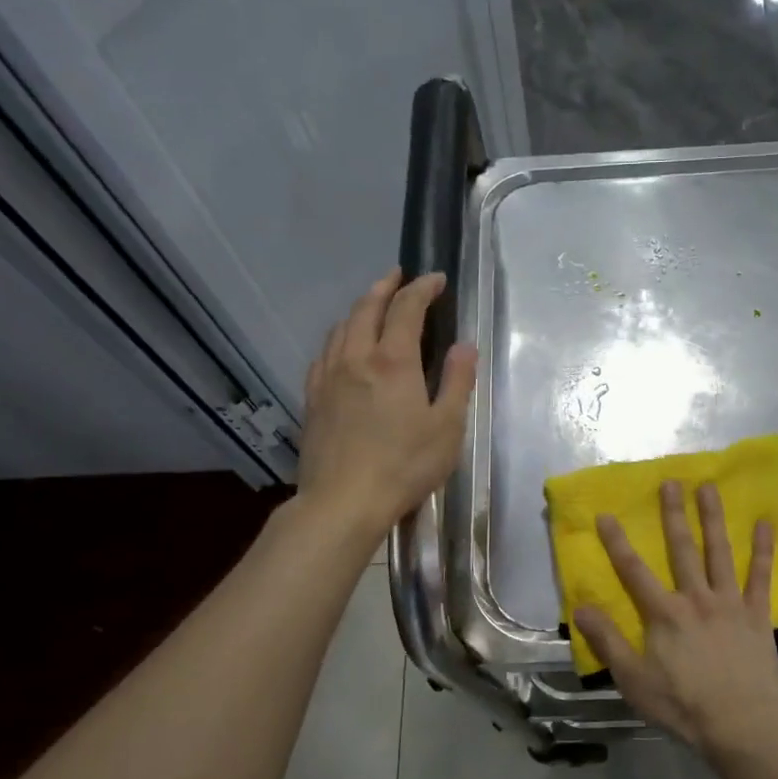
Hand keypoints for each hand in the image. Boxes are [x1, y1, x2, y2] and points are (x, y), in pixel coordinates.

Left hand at [296, 269, 477, 536]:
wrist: (342, 502)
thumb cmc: (404, 466)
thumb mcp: (446, 427)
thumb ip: (456, 382)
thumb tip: (464, 346)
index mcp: (393, 361)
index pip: (407, 308)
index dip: (422, 288)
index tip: (436, 279)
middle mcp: (356, 358)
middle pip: (367, 308)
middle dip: (386, 287)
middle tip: (399, 276)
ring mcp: (329, 377)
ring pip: (341, 327)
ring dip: (359, 308)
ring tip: (372, 305)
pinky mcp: (313, 399)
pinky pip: (324, 353)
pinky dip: (339, 337)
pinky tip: (342, 347)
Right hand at [573, 480, 777, 758]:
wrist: (742, 726)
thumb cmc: (683, 706)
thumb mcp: (633, 679)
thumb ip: (608, 641)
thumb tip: (581, 607)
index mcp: (664, 614)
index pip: (633, 571)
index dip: (617, 542)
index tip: (606, 514)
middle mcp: (696, 598)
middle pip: (681, 548)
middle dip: (673, 514)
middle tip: (670, 482)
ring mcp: (730, 603)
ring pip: (719, 552)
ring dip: (713, 518)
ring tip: (709, 487)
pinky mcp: (757, 614)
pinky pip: (761, 576)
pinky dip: (763, 549)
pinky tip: (766, 523)